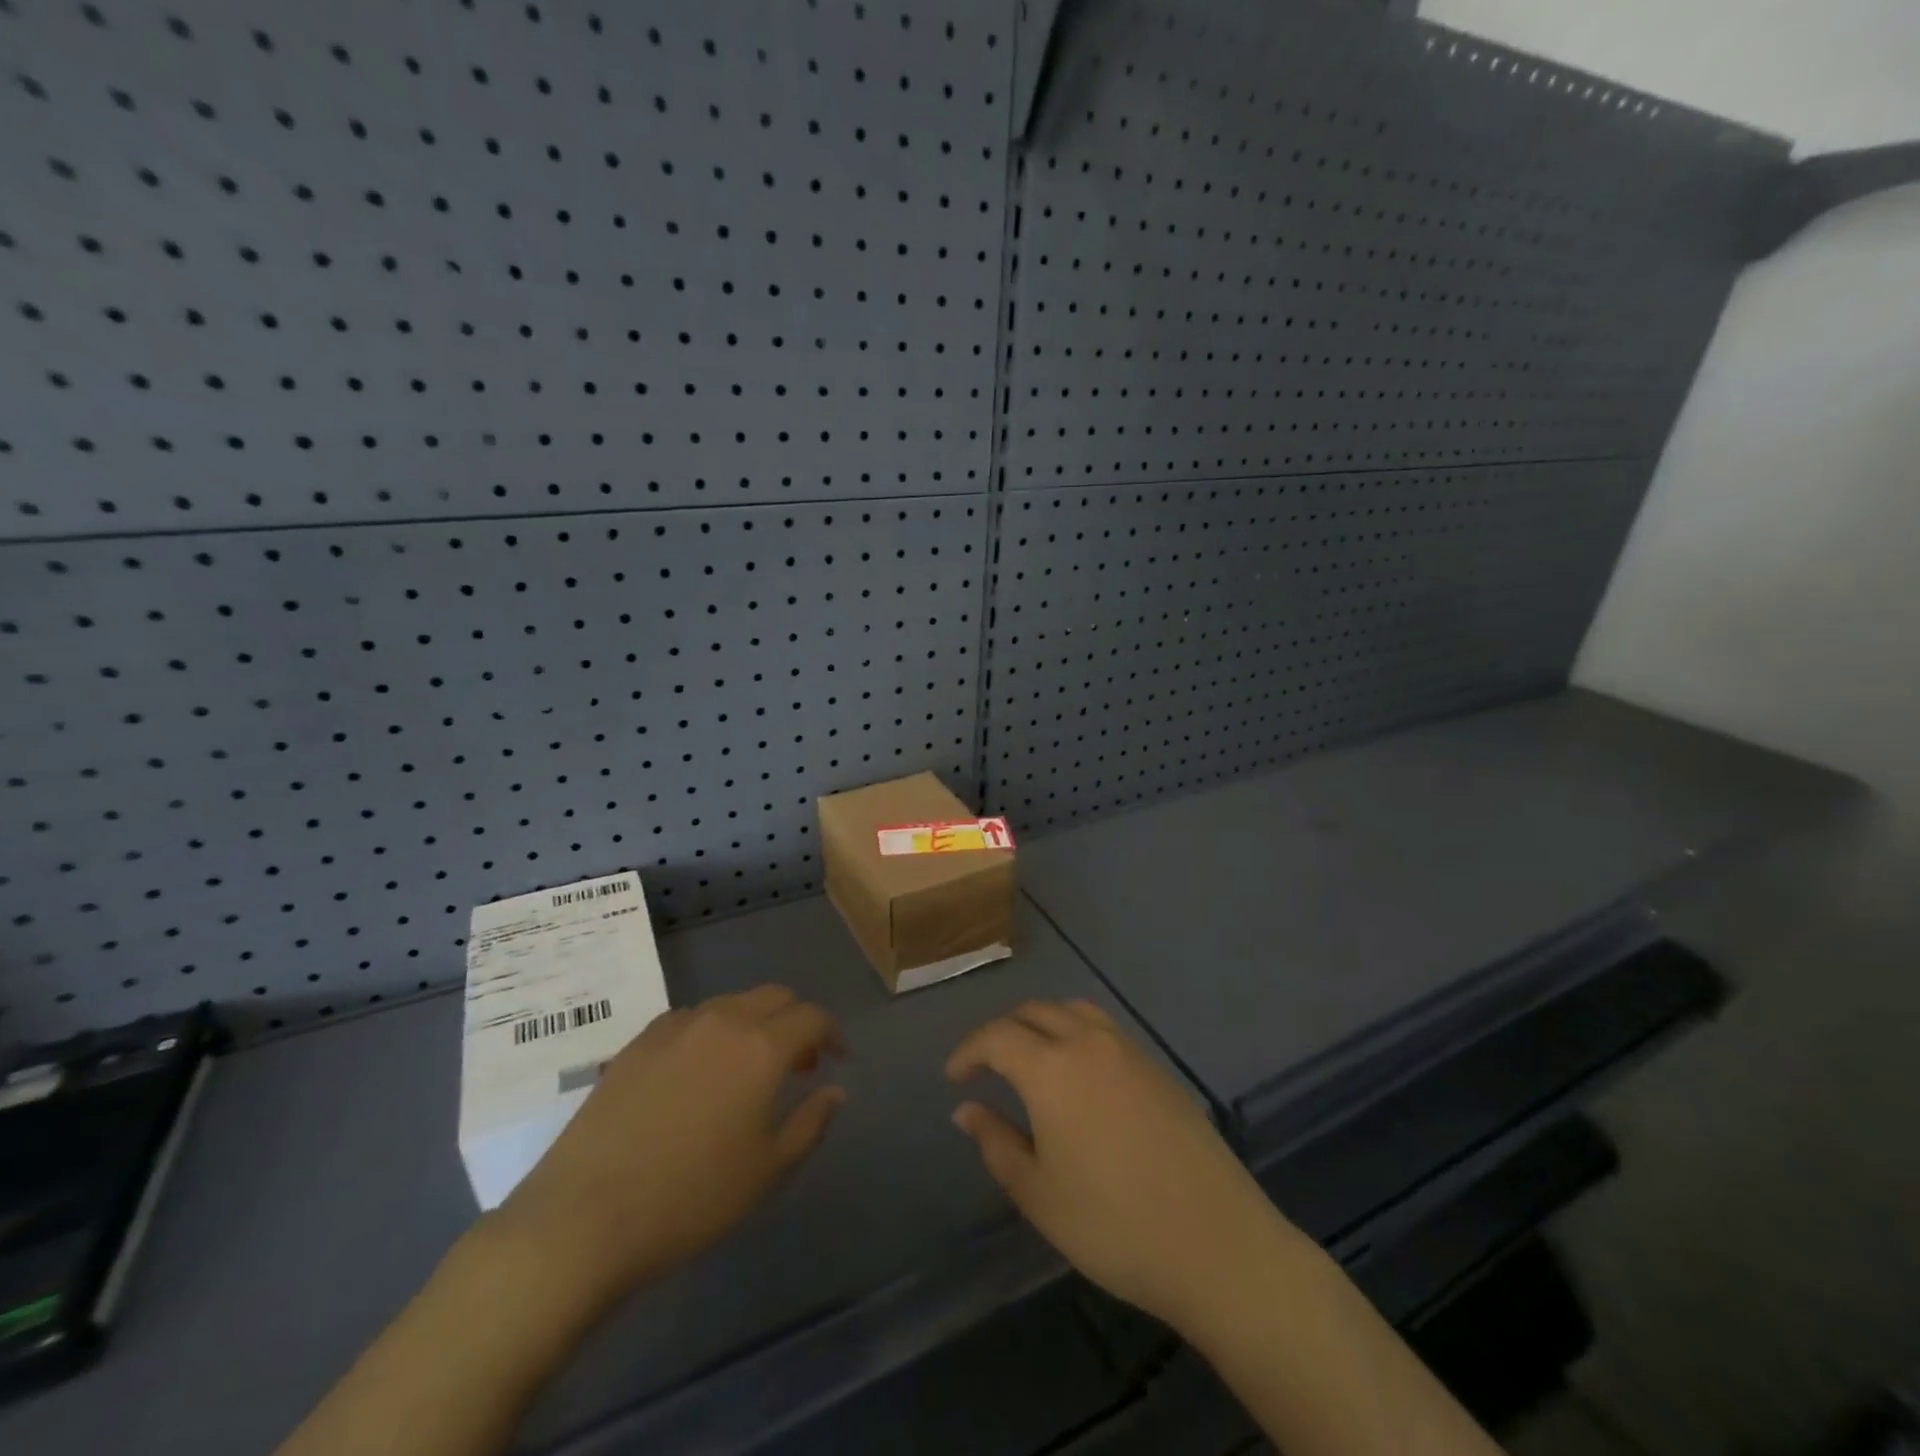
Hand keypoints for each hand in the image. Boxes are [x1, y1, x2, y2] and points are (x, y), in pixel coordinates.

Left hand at [495, 985, 845, 1313]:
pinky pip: (689, 1019)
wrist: (584, 1218)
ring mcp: (675, 1027)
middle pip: (774, 997)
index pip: (812, 1016)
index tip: (836, 1059)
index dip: (831, 1033)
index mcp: (762, 1047)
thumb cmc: (690, 1199)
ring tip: (748, 1068)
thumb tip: (835, 1090)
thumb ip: (811, 1122)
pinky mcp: (637, 1043)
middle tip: (797, 1064)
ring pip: (731, 1003)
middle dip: (795, 1020)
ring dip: (753, 1023)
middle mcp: (723, 1021)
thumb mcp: (767, 1170)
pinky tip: (698, 1072)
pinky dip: (711, 1032)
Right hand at [947, 999, 1285, 1331]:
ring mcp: (1129, 1050)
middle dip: (1003, 1032)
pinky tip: (1080, 1076)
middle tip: (987, 1067)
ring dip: (1042, 1024)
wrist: (1216, 1243)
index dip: (969, 1051)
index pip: (997, 1037)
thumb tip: (966, 1109)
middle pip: (1035, 1012)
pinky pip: (1105, 1029)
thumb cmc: (1114, 1225)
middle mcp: (1088, 1042)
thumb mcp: (1039, 1194)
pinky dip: (1077, 1033)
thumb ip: (996, 1142)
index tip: (954, 1077)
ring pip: (1073, 1011)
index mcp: (1051, 1068)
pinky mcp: (1158, 1066)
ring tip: (1031, 1060)